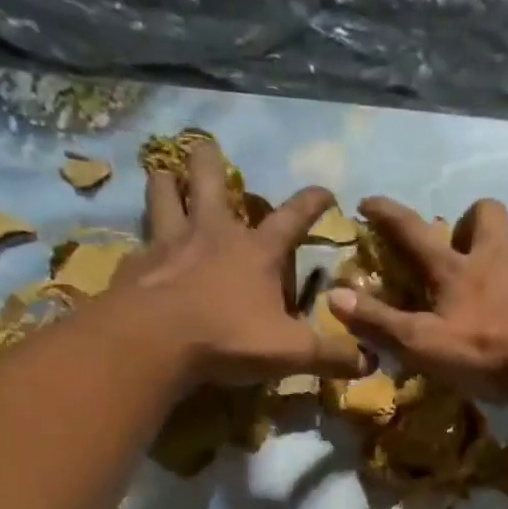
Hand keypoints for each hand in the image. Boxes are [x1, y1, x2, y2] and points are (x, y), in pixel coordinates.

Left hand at [109, 142, 367, 385]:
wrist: (155, 341)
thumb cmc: (229, 338)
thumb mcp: (292, 353)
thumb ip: (331, 356)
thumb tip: (369, 361)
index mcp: (257, 252)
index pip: (292, 218)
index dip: (312, 203)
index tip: (325, 190)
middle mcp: (213, 235)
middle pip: (210, 182)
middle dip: (210, 162)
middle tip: (205, 147)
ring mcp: (169, 244)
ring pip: (163, 196)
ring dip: (165, 182)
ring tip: (162, 173)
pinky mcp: (137, 265)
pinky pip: (140, 241)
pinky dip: (142, 239)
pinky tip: (141, 247)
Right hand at [327, 196, 507, 401]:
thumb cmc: (485, 354)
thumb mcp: (423, 345)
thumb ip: (380, 323)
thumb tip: (333, 296)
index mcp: (457, 270)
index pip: (414, 232)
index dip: (388, 214)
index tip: (369, 201)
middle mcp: (498, 258)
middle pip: (488, 210)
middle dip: (473, 217)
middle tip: (467, 243)